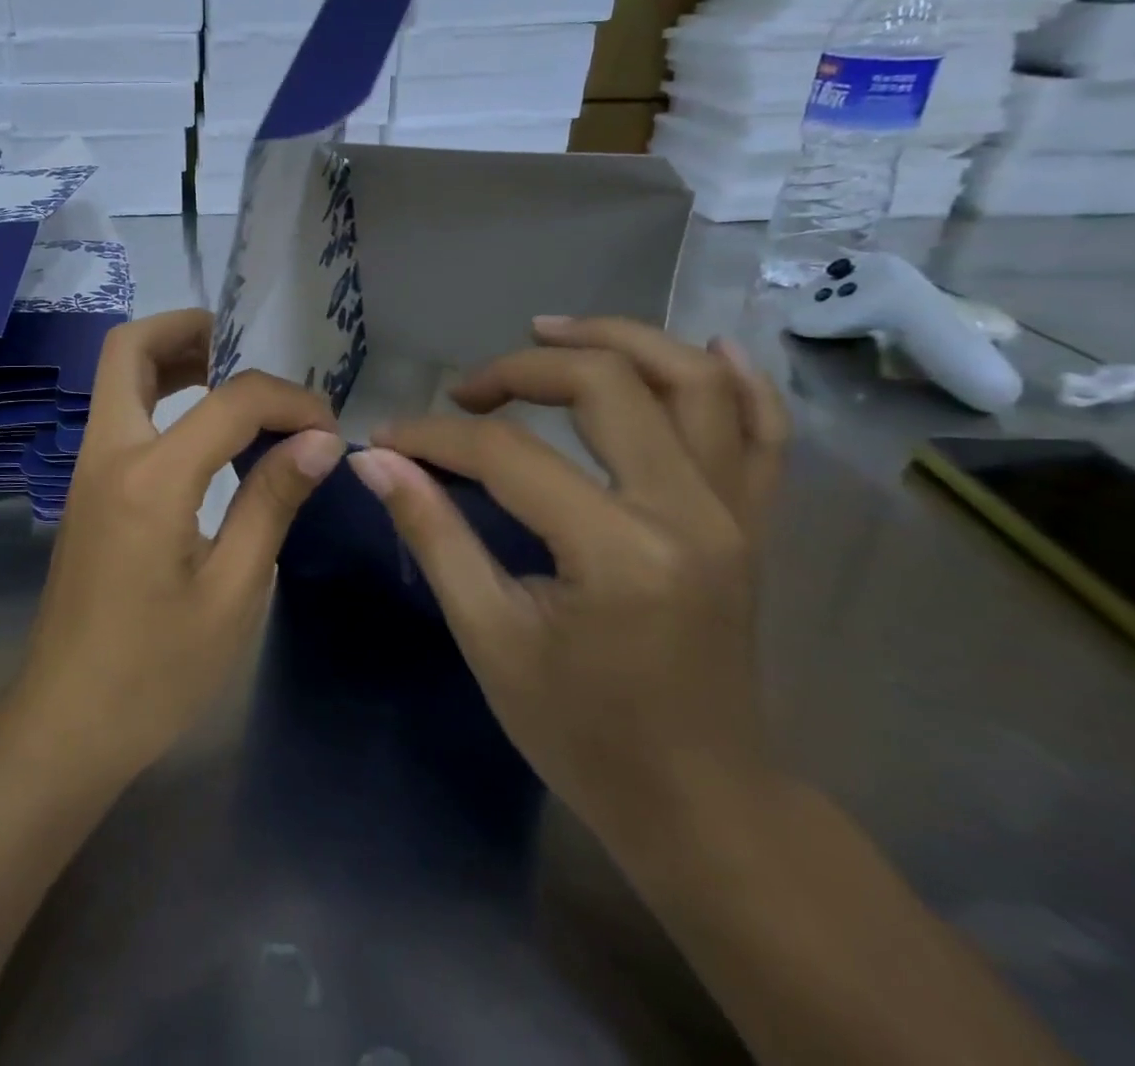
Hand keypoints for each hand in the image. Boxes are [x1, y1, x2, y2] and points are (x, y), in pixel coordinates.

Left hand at [13, 310, 344, 782]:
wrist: (67, 723)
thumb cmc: (156, 671)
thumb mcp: (232, 591)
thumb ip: (272, 501)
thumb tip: (319, 440)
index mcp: (150, 479)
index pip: (229, 401)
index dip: (287, 400)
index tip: (326, 429)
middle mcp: (108, 455)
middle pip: (130, 349)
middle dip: (190, 330)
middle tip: (249, 349)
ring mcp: (88, 470)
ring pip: (119, 377)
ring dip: (172, 359)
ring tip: (234, 380)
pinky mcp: (87, 491)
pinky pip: (121, 414)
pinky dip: (161, 396)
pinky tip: (206, 432)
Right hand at [347, 318, 790, 848]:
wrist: (699, 803)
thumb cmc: (581, 732)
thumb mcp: (489, 636)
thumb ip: (433, 533)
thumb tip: (373, 460)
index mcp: (619, 551)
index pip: (508, 453)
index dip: (435, 435)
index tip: (388, 439)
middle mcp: (691, 513)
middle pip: (606, 385)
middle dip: (520, 369)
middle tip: (466, 389)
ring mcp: (736, 514)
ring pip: (692, 383)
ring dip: (618, 339)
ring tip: (549, 330)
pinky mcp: (754, 524)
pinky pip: (761, 432)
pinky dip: (736, 379)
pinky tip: (698, 346)